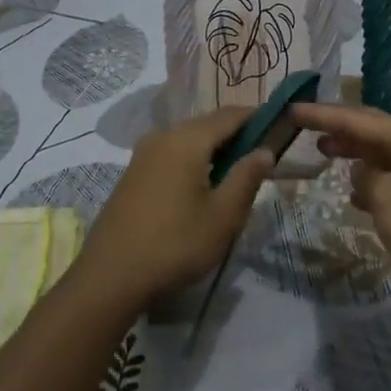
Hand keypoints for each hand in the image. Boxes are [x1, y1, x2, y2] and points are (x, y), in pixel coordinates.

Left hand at [75, 107, 274, 307]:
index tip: (280, 125)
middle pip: (207, 124)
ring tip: (237, 172)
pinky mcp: (133, 173)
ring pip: (188, 140)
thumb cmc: (176, 243)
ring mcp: (143, 154)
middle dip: (237, 134)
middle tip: (263, 154)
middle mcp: (163, 136)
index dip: (257, 116)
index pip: (230, 114)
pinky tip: (203, 185)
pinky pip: (172, 154)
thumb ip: (247, 177)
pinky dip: (194, 160)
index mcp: (187, 139)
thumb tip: (264, 150)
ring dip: (214, 149)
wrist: (110, 275)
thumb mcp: (224, 215)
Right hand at [291, 103, 390, 342]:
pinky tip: (354, 196)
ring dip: (354, 155)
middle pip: (373, 130)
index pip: (358, 117)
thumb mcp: (388, 198)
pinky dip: (370, 183)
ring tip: (322, 154)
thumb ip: (365, 177)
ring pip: (383, 157)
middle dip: (338, 128)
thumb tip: (363, 174)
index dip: (322, 113)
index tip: (290, 109)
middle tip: (302, 129)